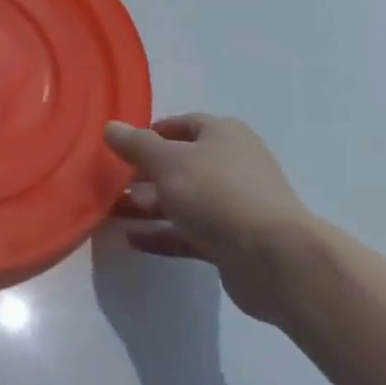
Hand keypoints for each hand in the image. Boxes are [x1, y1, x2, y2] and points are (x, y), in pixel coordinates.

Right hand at [104, 114, 319, 323]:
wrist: (274, 258)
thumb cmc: (217, 193)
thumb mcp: (168, 161)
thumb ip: (136, 145)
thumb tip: (111, 127)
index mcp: (223, 135)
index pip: (182, 126)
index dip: (151, 134)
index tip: (121, 149)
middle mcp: (231, 164)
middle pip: (180, 164)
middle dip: (144, 173)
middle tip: (111, 183)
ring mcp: (233, 205)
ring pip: (182, 200)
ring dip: (148, 205)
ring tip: (112, 212)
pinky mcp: (232, 242)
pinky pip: (189, 232)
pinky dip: (162, 234)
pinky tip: (132, 240)